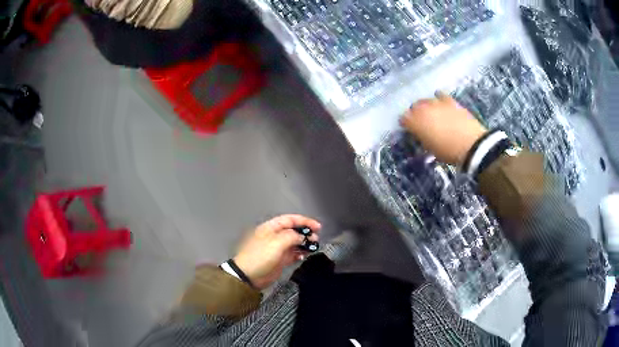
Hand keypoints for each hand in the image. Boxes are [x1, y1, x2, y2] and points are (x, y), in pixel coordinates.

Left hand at [234, 215, 320, 289]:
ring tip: (314, 246)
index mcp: (271, 228)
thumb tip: (301, 236)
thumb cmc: (260, 256)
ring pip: (295, 242)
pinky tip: (306, 255)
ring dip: (305, 243)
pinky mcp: (280, 260)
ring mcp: (278, 248)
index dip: (304, 221)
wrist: (249, 276)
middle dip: (306, 232)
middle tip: (316, 238)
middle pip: (293, 230)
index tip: (317, 226)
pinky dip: (300, 253)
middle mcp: (275, 236)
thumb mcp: (276, 242)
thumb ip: (291, 236)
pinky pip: (293, 254)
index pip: (290, 219)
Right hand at [400, 92, 487, 165]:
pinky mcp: (450, 101)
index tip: (409, 129)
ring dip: (426, 106)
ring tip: (430, 112)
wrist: (471, 145)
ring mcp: (437, 103)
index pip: (403, 118)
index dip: (405, 124)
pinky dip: (439, 98)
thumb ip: (422, 137)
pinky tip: (441, 103)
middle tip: (420, 121)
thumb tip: (420, 133)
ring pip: (426, 100)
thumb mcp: (430, 148)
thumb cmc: (448, 152)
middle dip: (415, 113)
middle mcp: (423, 109)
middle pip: (414, 107)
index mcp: (416, 122)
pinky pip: (440, 95)